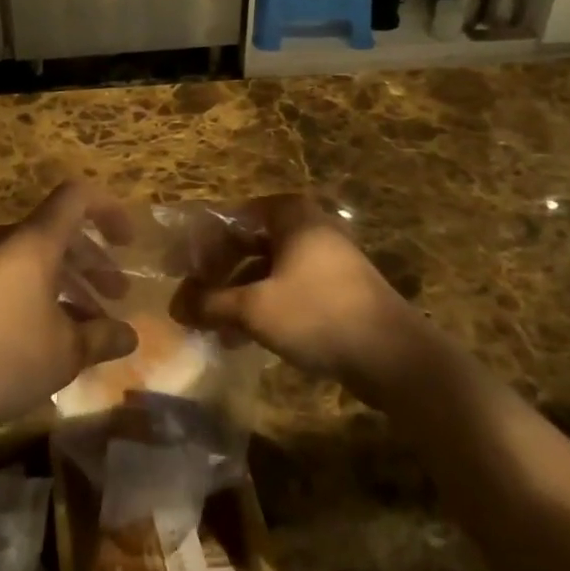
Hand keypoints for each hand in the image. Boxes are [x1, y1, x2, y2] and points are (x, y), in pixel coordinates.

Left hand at [0, 181, 139, 444]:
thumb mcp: (67, 353)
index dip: (108, 210)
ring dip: (66, 280)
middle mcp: (3, 241)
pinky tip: (47, 331)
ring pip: (33, 256)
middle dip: (92, 260)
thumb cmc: (7, 361)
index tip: (128, 241)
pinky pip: (8, 274)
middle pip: (57, 231)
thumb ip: (103, 336)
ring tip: (89, 320)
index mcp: (32, 242)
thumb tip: (130, 335)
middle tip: (117, 293)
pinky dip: (36, 290)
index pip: (76, 198)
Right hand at [169, 194, 431, 405]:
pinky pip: (287, 289)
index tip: (178, 271)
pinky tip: (240, 338)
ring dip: (237, 296)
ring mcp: (325, 259)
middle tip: (191, 300)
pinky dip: (262, 307)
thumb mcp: (255, 308)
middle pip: (249, 244)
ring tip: (210, 326)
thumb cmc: (318, 314)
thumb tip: (175, 306)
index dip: (201, 246)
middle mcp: (308, 227)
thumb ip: (211, 303)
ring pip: (267, 270)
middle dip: (218, 274)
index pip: (231, 219)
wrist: (394, 356)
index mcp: (290, 214)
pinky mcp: (336, 290)